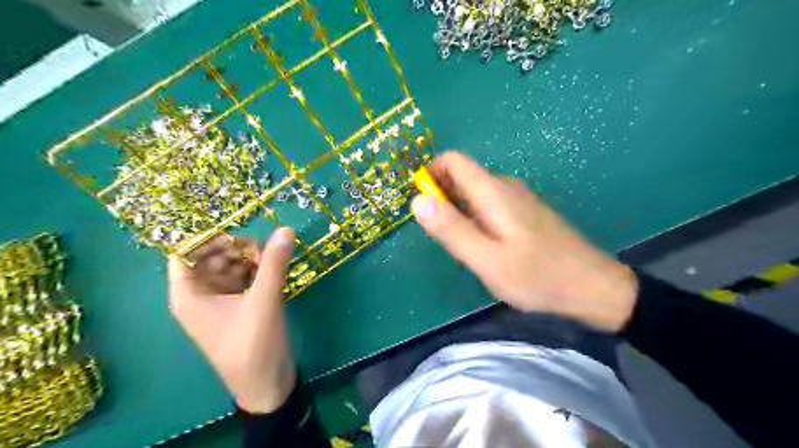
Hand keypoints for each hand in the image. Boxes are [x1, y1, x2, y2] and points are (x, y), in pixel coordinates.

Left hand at [168, 227, 295, 411]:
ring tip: (272, 262)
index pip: (186, 253)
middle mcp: (200, 295)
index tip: (239, 236)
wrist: (266, 383)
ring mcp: (220, 301)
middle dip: (237, 249)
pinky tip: (274, 272)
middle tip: (265, 252)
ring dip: (250, 259)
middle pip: (211, 257)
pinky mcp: (239, 306)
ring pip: (230, 266)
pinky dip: (257, 271)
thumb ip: (274, 263)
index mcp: (189, 295)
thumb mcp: (264, 301)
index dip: (209, 240)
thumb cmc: (253, 345)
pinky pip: (243, 278)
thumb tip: (286, 229)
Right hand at [411, 152, 638, 329]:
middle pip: (462, 177)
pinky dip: (476, 219)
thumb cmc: (536, 275)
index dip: (430, 174)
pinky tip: (487, 248)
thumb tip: (417, 200)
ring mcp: (519, 198)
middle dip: (443, 200)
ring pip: (475, 194)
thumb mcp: (486, 258)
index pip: (453, 160)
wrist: (592, 287)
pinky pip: (489, 205)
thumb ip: (451, 229)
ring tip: (466, 248)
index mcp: (493, 191)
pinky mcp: (526, 212)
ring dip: (459, 213)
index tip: (421, 204)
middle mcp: (506, 186)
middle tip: (446, 238)